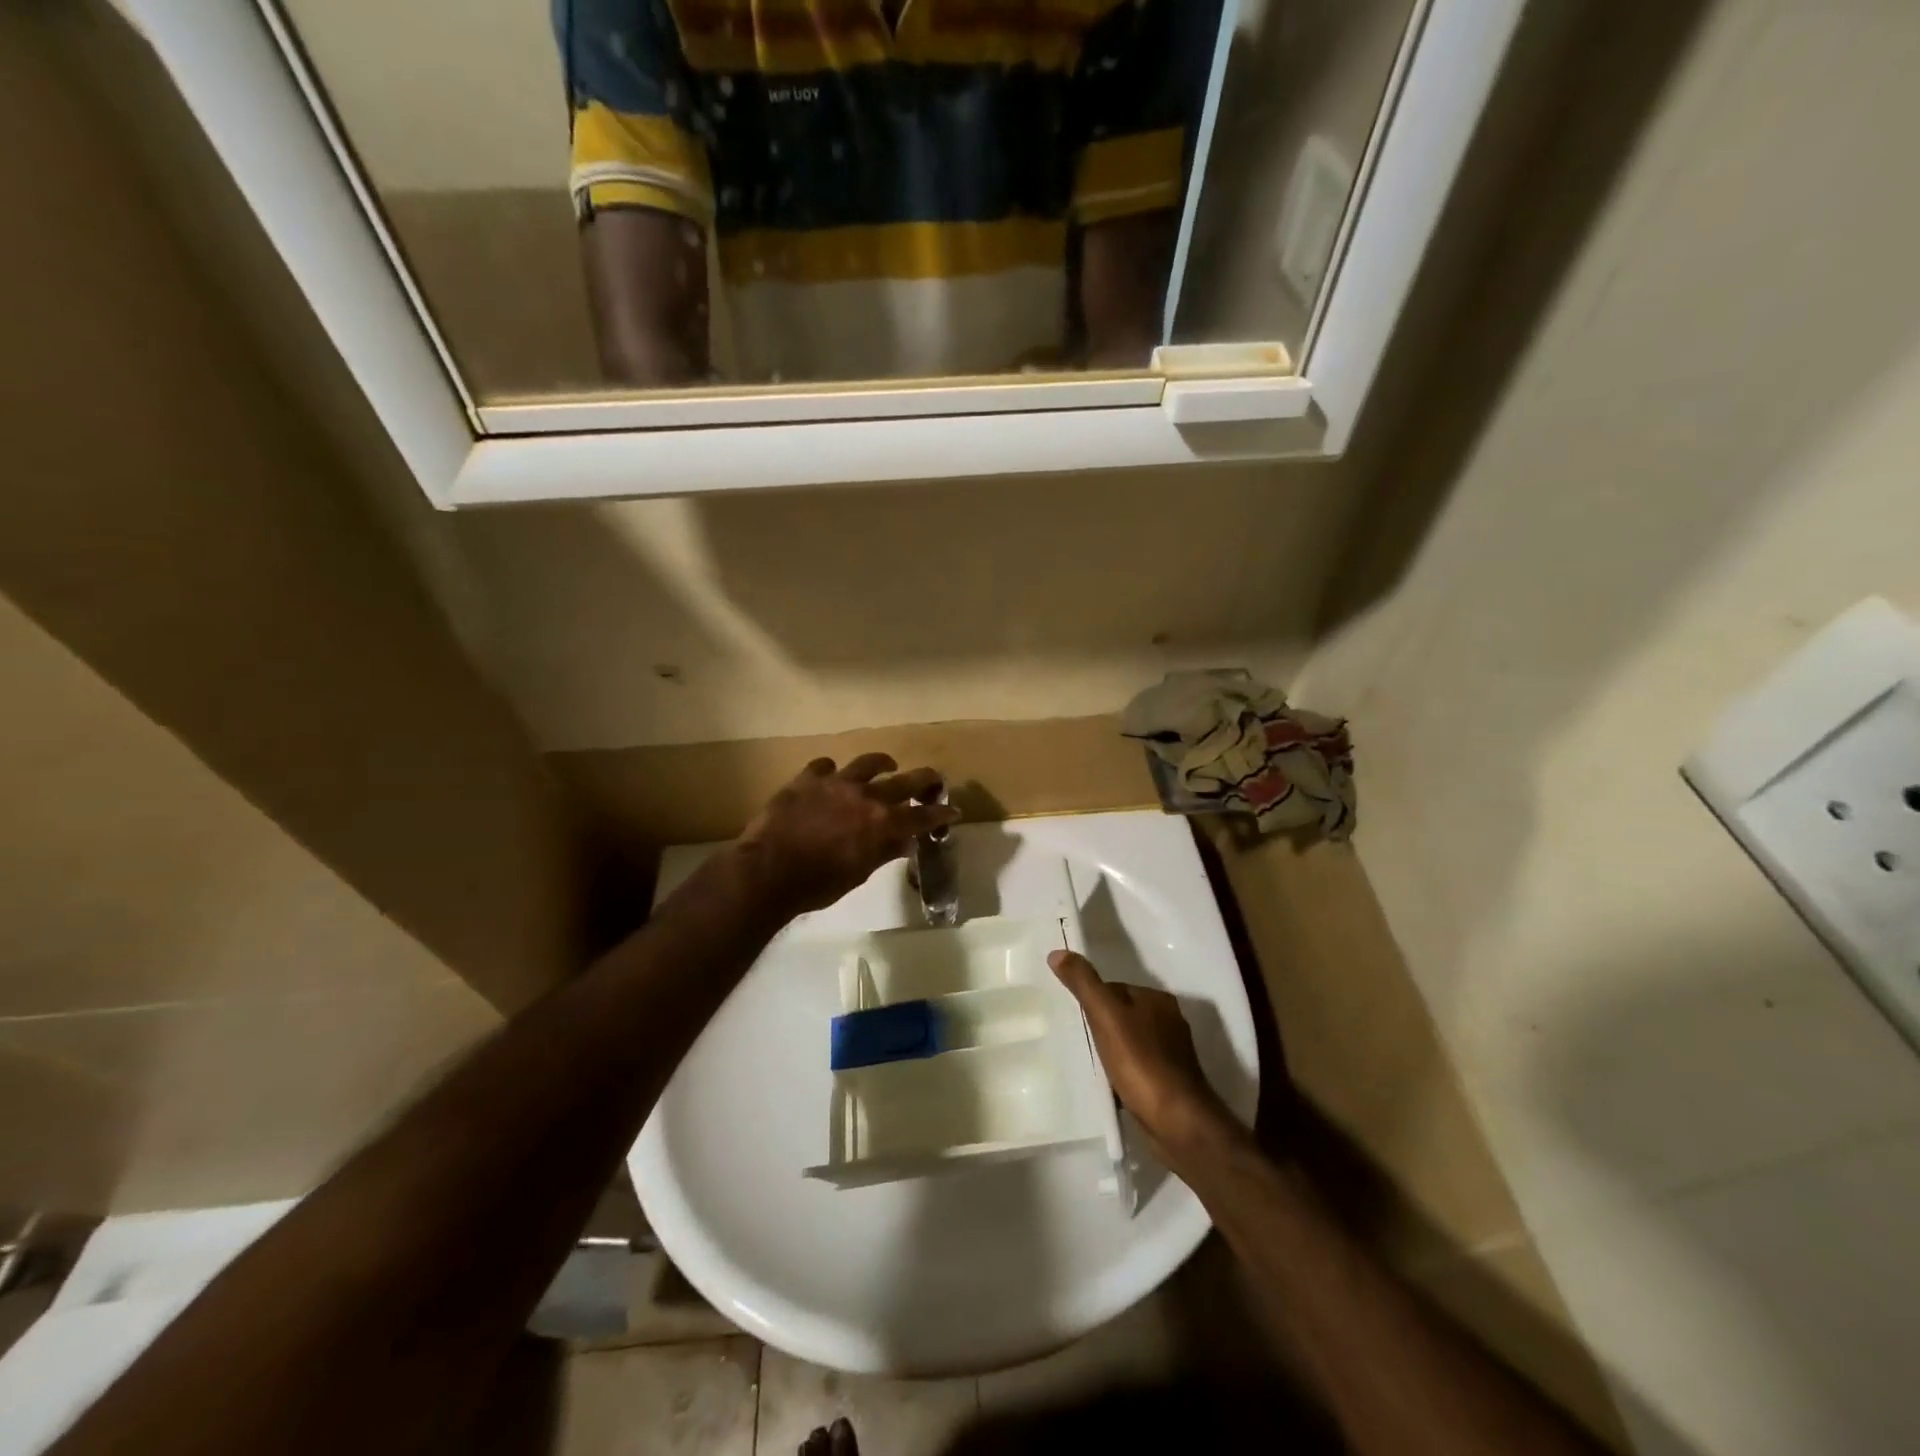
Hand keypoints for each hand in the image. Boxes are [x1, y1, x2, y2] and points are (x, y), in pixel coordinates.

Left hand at [736, 755, 956, 917]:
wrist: (768, 870)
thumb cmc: (817, 884)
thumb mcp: (858, 874)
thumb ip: (883, 853)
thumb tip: (905, 842)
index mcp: (882, 823)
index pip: (922, 815)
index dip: (940, 813)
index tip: (953, 811)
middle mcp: (866, 796)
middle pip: (905, 781)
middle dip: (924, 779)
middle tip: (934, 778)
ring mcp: (836, 783)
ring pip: (867, 763)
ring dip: (882, 763)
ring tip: (887, 764)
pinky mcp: (807, 779)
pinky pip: (824, 766)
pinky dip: (831, 771)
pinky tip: (830, 775)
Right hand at [1049, 949, 1235, 1158]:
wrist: (1178, 1122)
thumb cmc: (1141, 1062)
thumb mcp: (1106, 1017)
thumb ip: (1084, 984)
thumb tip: (1058, 952)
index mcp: (1157, 999)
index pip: (1115, 988)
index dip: (1093, 1001)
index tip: (1076, 1018)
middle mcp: (1170, 1020)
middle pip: (1123, 1014)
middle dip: (1102, 1027)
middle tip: (1081, 1043)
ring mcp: (1174, 1052)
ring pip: (1131, 1041)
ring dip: (1113, 1051)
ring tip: (1094, 1066)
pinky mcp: (1172, 1081)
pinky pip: (1140, 1066)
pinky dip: (1125, 1072)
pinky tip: (1113, 1086)